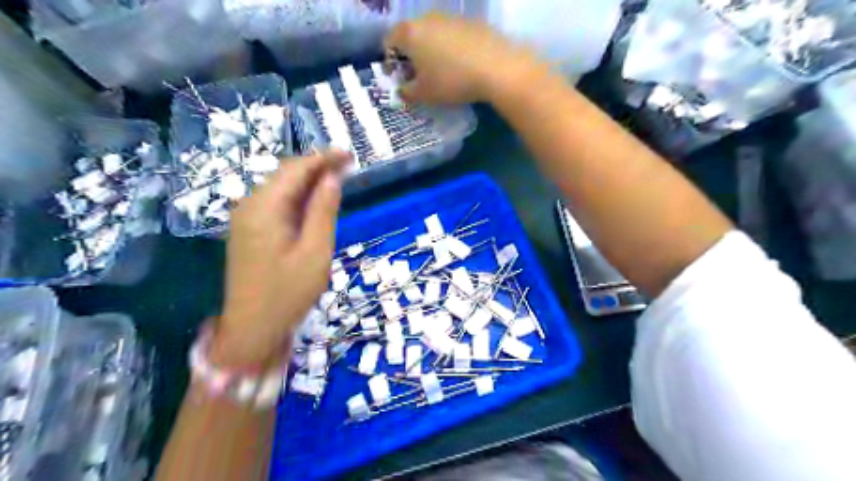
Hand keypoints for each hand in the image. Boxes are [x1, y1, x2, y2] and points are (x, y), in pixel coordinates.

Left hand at [211, 150, 350, 367]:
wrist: (252, 328)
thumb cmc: (288, 293)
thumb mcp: (315, 252)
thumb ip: (323, 212)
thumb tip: (332, 178)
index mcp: (264, 208)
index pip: (295, 170)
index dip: (323, 158)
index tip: (350, 155)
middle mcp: (250, 206)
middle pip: (285, 175)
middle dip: (317, 167)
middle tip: (348, 166)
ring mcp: (246, 218)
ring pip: (280, 188)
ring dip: (308, 181)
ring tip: (337, 180)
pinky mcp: (249, 231)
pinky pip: (276, 204)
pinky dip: (298, 197)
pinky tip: (315, 203)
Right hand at [387, 11, 532, 103]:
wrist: (496, 67)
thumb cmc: (451, 81)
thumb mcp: (424, 94)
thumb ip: (407, 92)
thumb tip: (402, 90)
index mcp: (410, 33)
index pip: (388, 41)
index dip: (390, 61)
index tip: (398, 78)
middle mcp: (427, 18)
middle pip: (411, 35)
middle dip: (411, 55)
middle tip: (418, 77)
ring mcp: (451, 17)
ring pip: (433, 34)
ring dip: (431, 51)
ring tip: (441, 72)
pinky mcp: (471, 22)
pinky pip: (453, 36)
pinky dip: (451, 49)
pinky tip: (461, 66)